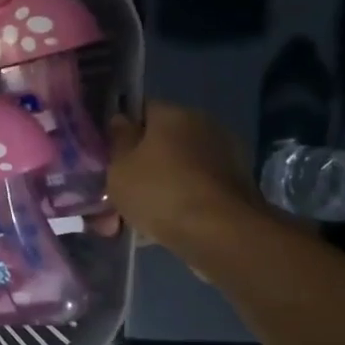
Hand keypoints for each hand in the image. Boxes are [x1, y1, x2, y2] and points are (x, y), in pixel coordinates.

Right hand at [106, 102, 270, 255]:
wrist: (221, 234)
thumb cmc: (160, 192)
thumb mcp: (120, 168)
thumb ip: (118, 142)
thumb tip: (121, 121)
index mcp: (174, 114)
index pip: (141, 110)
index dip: (121, 132)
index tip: (108, 155)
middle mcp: (203, 127)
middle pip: (160, 143)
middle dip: (139, 166)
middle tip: (117, 193)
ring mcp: (225, 157)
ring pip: (177, 170)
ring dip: (157, 189)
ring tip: (133, 221)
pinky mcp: (236, 187)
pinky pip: (194, 190)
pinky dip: (178, 204)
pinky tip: (158, 229)